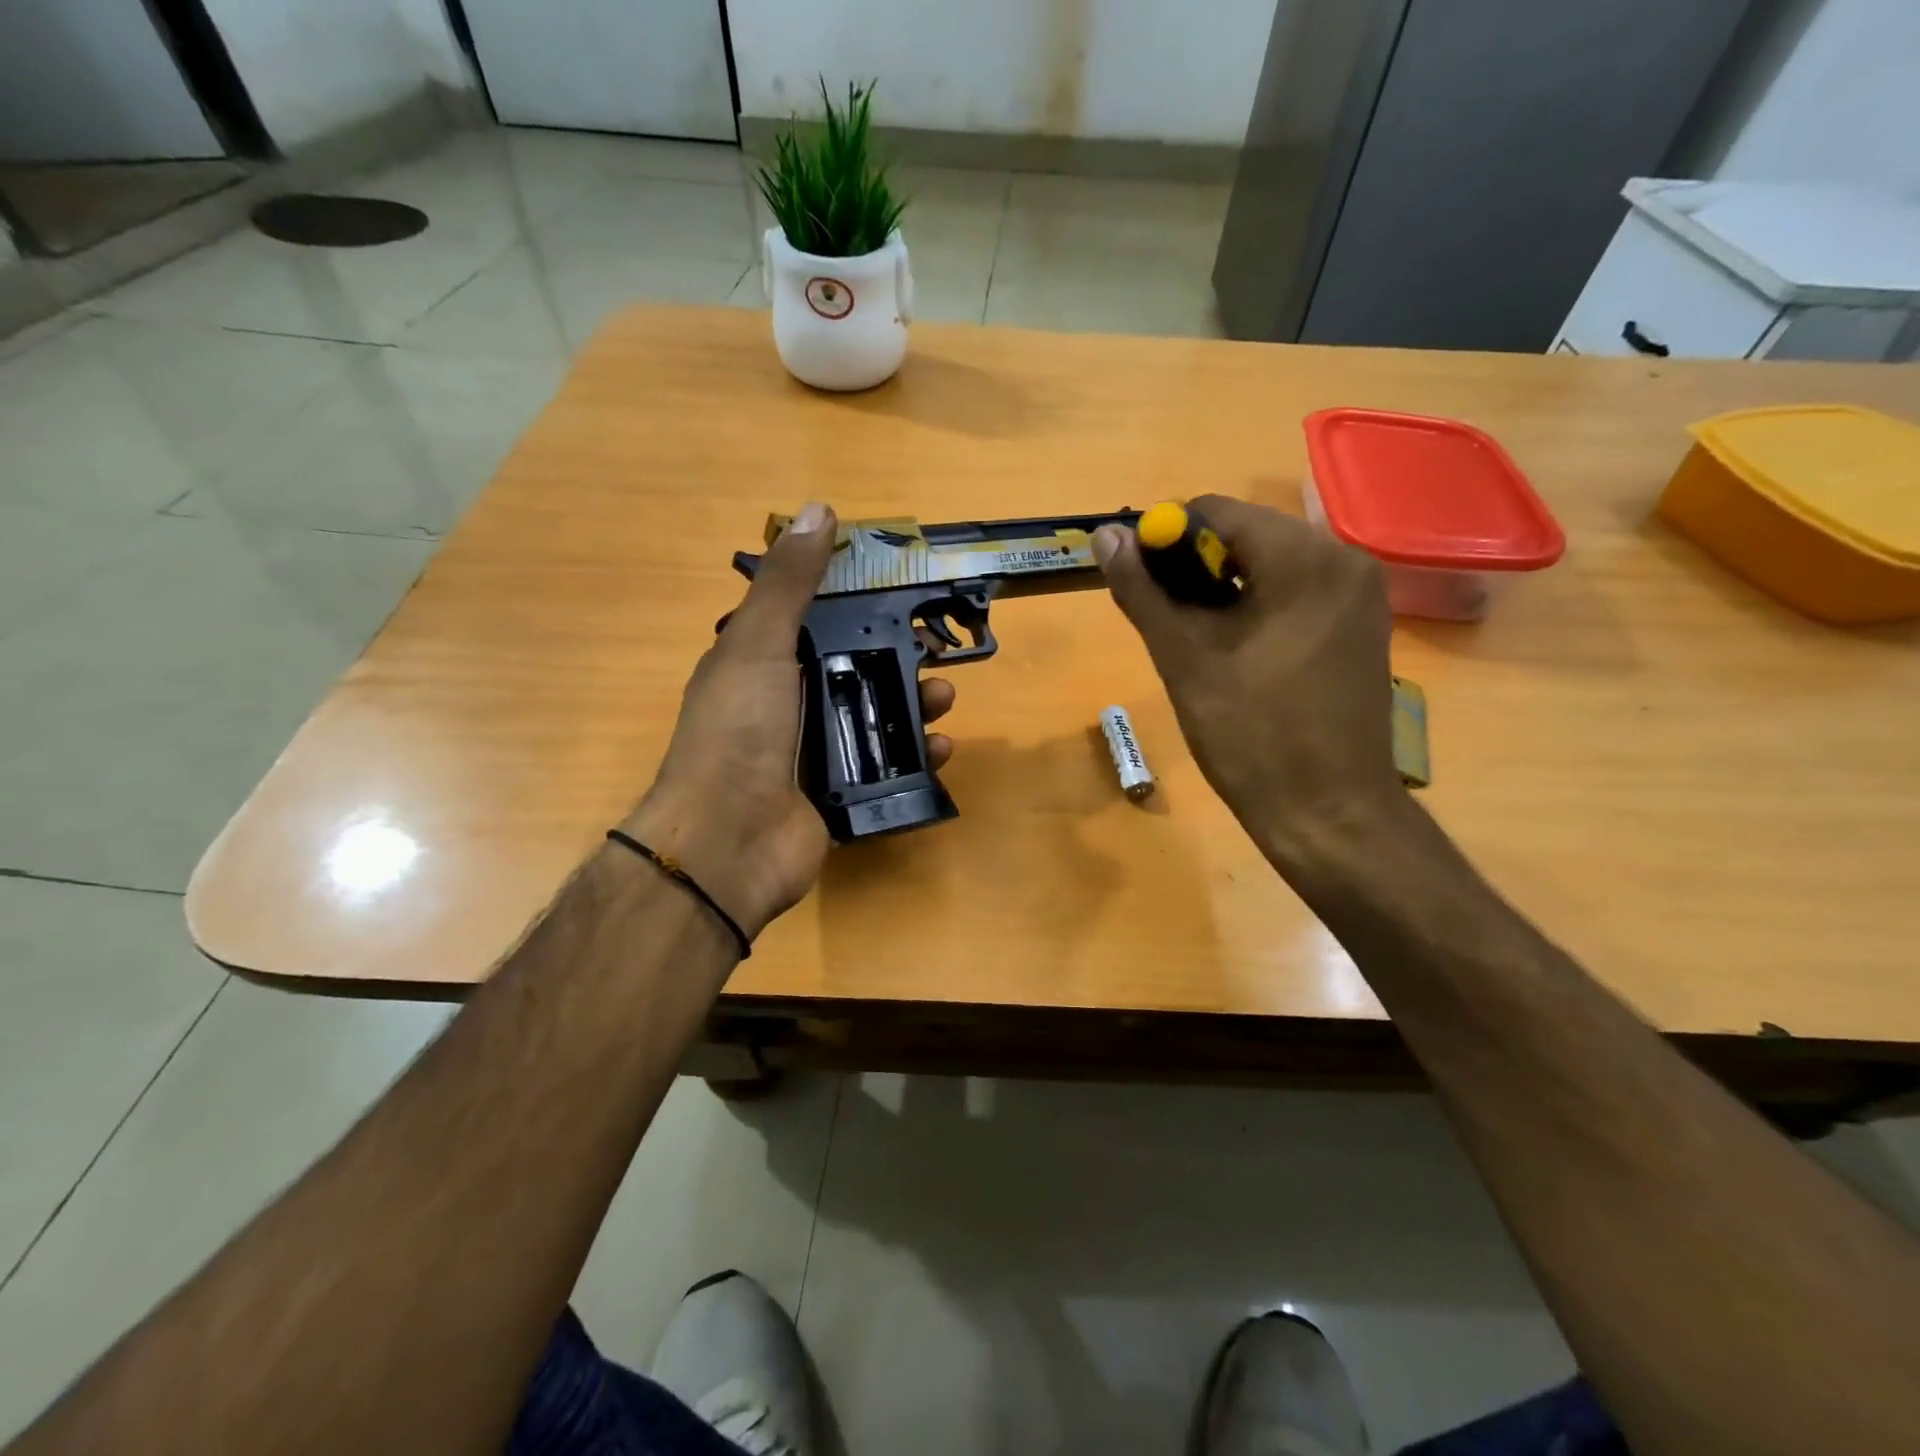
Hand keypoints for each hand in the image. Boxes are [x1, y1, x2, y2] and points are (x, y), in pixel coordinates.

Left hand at [624, 503, 955, 941]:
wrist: (729, 842)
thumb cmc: (739, 732)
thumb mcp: (759, 645)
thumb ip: (788, 582)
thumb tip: (818, 509)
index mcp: (763, 664)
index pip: (817, 622)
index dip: (858, 605)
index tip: (901, 594)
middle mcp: (788, 705)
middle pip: (855, 671)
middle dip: (898, 659)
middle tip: (936, 654)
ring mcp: (813, 755)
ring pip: (875, 719)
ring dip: (913, 706)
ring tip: (943, 700)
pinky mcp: (838, 797)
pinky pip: (886, 769)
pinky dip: (915, 757)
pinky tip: (940, 749)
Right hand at [1092, 495, 1403, 875]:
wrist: (1329, 813)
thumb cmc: (1252, 734)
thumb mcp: (1184, 658)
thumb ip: (1143, 590)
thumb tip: (1105, 535)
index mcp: (1304, 557)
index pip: (1215, 511)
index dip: (1163, 539)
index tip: (1138, 584)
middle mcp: (1344, 558)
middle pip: (1246, 535)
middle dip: (1193, 567)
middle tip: (1163, 619)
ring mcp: (1360, 595)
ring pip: (1270, 566)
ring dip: (1222, 589)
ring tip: (1192, 640)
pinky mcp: (1361, 627)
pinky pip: (1296, 594)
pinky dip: (1255, 607)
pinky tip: (1234, 651)